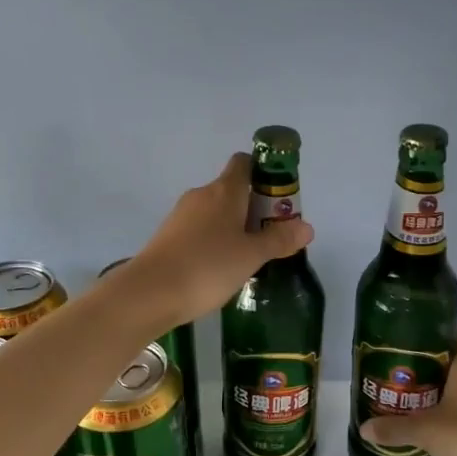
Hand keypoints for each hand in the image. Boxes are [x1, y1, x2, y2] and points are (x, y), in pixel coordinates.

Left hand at [121, 154, 314, 327]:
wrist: (150, 293)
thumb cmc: (207, 267)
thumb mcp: (251, 255)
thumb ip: (279, 239)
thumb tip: (306, 226)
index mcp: (224, 190)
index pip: (245, 163)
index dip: (264, 174)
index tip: (279, 198)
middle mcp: (201, 195)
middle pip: (233, 190)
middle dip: (254, 208)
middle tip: (271, 238)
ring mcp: (181, 215)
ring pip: (215, 213)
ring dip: (234, 228)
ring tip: (248, 258)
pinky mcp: (168, 236)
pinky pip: (199, 230)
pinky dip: (214, 242)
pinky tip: (220, 269)